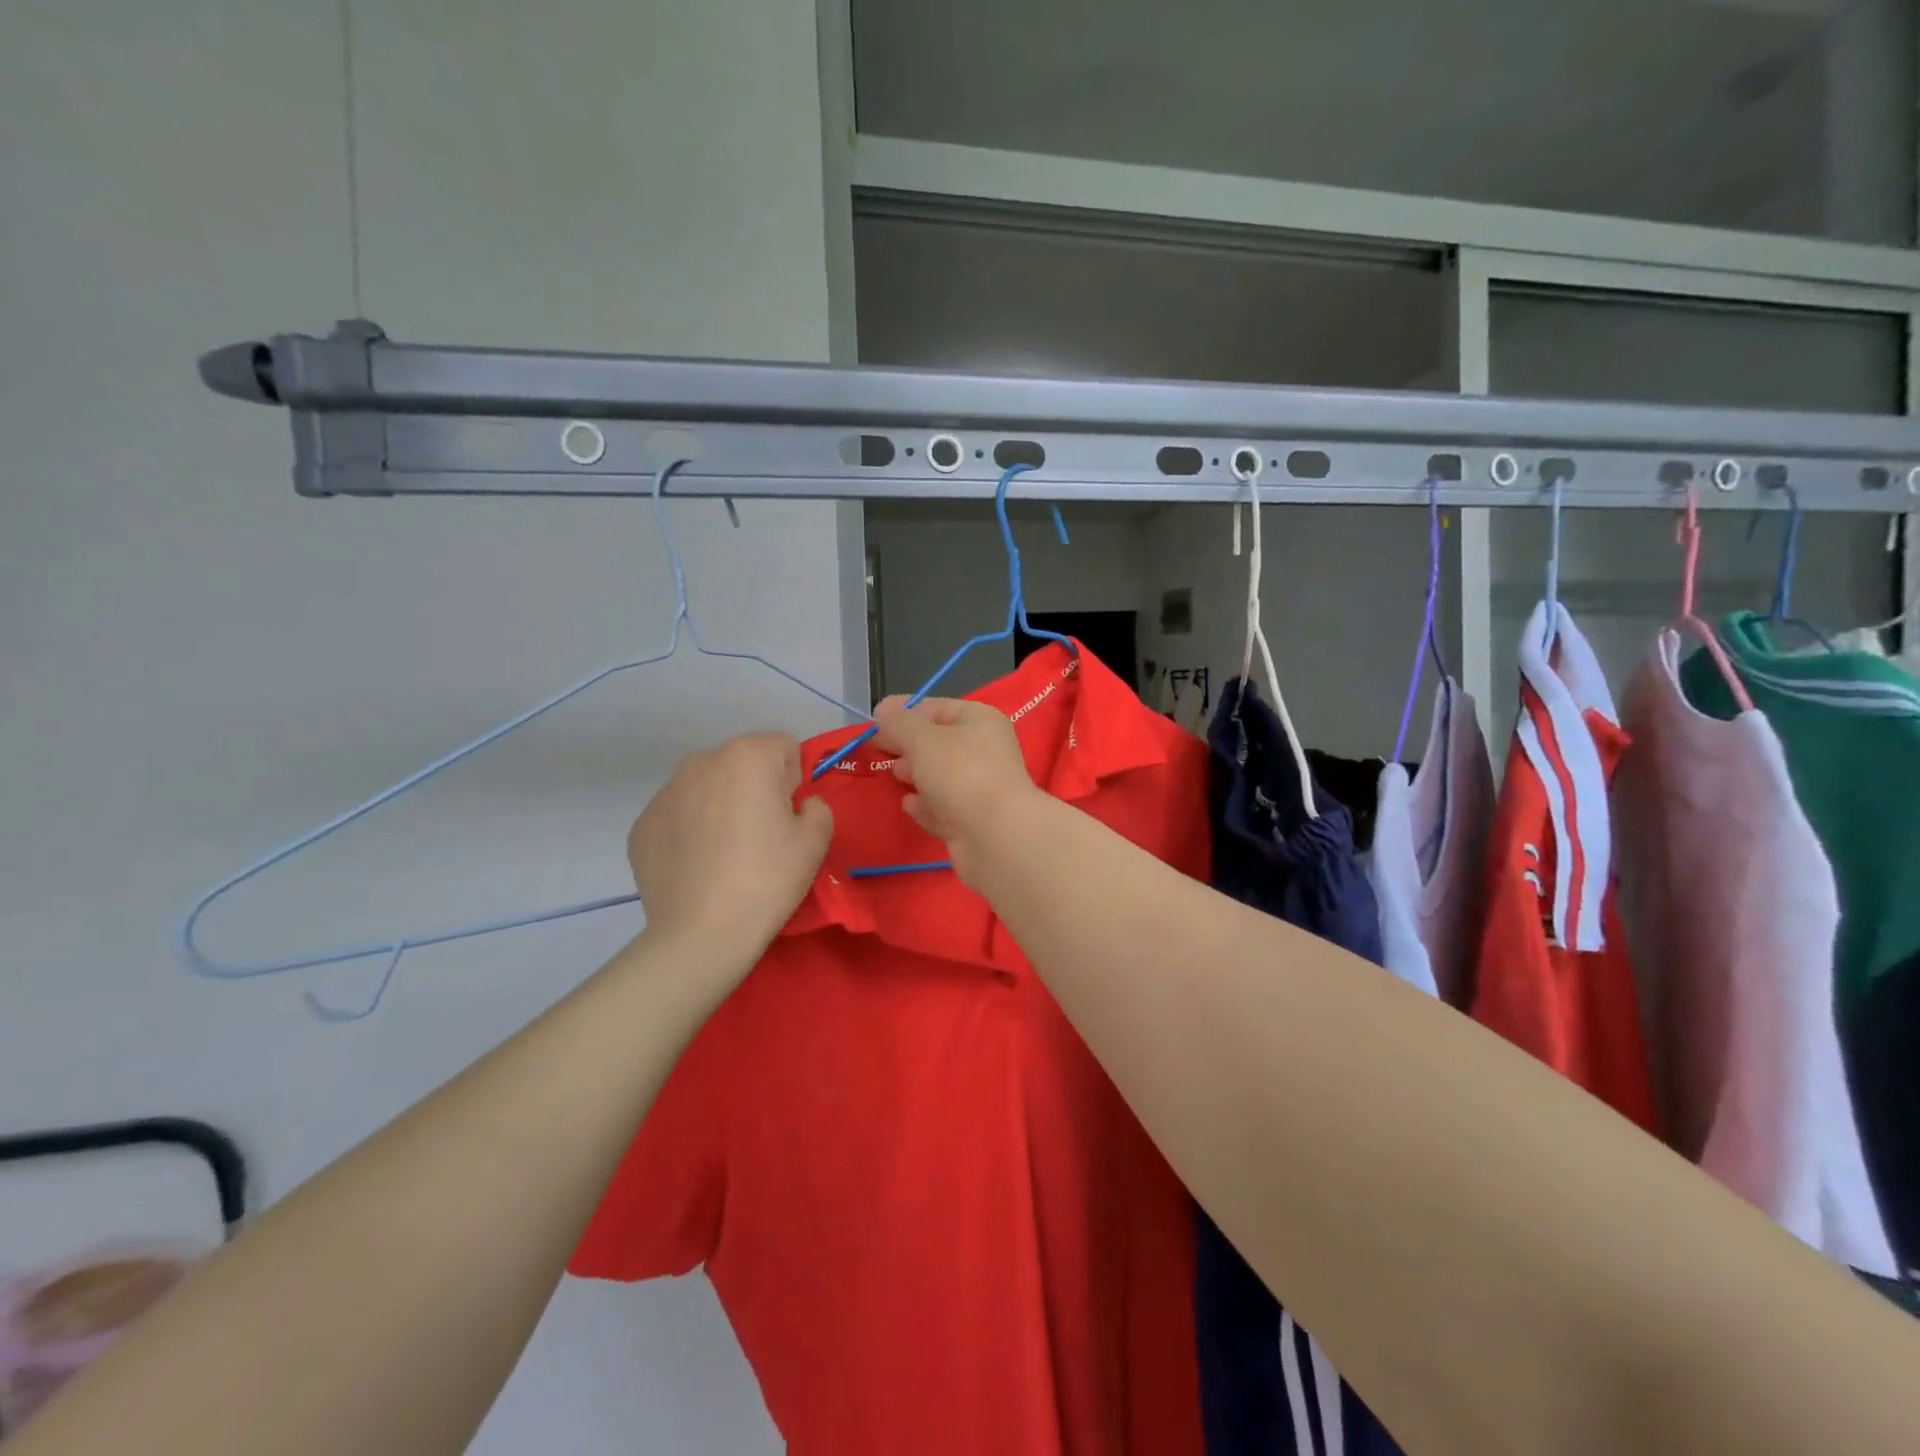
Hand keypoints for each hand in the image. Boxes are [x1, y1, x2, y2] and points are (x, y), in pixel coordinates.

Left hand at [628, 734, 832, 967]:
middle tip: (762, 838)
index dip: (795, 781)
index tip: (790, 818)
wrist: (700, 935)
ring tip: (726, 855)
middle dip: (755, 789)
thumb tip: (798, 806)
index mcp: (747, 756)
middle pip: (742, 764)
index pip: (784, 748)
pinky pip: (679, 816)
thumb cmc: (767, 879)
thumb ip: (817, 807)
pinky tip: (699, 868)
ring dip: (720, 807)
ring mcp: (665, 793)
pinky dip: (691, 832)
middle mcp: (701, 762)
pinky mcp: (641, 825)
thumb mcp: (815, 841)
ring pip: (707, 788)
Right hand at [871, 697, 1041, 885]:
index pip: (936, 708)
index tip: (875, 726)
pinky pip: (943, 806)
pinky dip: (926, 805)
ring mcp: (980, 788)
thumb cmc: (959, 773)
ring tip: (895, 776)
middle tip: (881, 753)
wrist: (994, 836)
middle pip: (938, 743)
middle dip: (908, 747)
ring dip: (916, 775)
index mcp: (980, 721)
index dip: (904, 714)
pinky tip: (909, 804)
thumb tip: (883, 708)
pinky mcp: (972, 821)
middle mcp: (984, 750)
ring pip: (940, 776)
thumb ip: (898, 723)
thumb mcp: (922, 739)